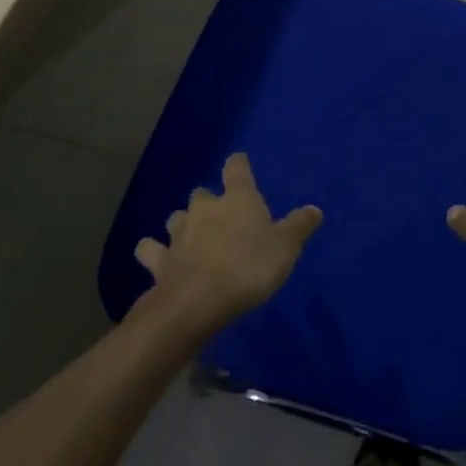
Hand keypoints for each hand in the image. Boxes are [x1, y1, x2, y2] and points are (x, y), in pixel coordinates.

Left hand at [133, 153, 321, 339]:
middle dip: (209, 201)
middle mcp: (205, 208)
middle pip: (203, 193)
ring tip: (190, 236)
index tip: (239, 163)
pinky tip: (158, 258)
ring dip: (183, 223)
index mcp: (238, 199)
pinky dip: (153, 251)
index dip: (238, 164)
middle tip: (220, 216)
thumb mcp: (286, 247)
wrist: (197, 302)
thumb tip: (315, 209)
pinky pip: (150, 249)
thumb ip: (299, 226)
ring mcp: (178, 233)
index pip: (236, 168)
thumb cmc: (248, 267)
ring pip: (176, 217)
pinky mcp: (159, 260)